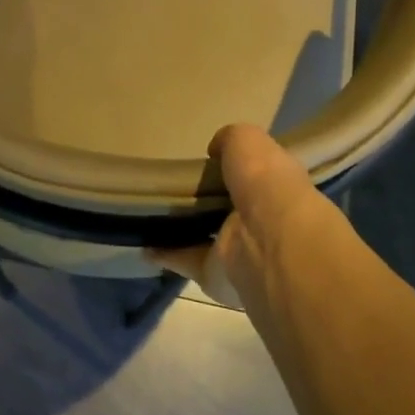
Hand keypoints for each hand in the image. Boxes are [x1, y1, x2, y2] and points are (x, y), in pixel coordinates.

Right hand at [149, 124, 318, 305]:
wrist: (268, 240)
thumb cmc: (264, 181)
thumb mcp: (248, 140)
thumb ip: (230, 140)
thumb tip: (214, 150)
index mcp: (273, 186)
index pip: (253, 175)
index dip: (232, 167)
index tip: (206, 160)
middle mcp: (258, 219)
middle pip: (225, 207)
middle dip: (204, 198)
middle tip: (171, 186)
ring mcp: (237, 249)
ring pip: (205, 235)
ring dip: (182, 228)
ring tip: (149, 213)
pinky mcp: (214, 274)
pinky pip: (184, 260)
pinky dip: (163, 254)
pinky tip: (142, 243)